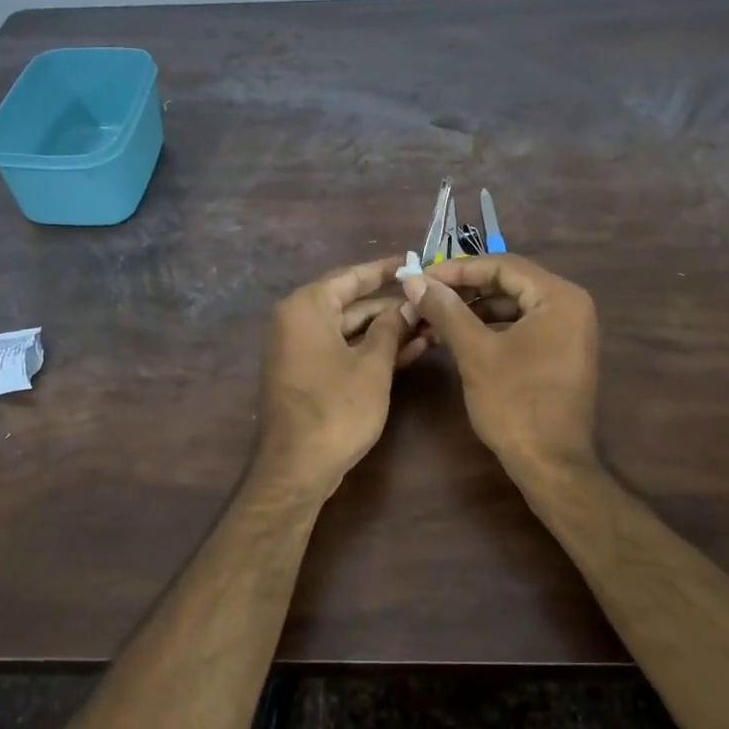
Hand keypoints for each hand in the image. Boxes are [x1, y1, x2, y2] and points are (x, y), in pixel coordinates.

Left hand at [257, 256, 417, 494]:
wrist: (298, 468)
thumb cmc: (337, 410)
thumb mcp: (373, 366)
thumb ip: (391, 329)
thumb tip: (407, 305)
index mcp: (306, 308)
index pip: (351, 276)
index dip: (385, 270)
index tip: (414, 260)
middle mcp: (296, 321)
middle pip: (350, 304)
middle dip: (391, 306)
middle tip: (431, 301)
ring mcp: (299, 350)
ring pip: (349, 331)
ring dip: (386, 331)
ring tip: (430, 326)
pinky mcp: (306, 375)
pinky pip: (342, 352)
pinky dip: (370, 351)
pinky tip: (409, 351)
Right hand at [400, 254, 598, 478]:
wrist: (551, 464)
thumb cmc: (514, 404)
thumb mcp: (475, 353)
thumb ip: (445, 310)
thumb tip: (413, 279)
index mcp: (559, 298)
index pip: (502, 265)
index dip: (457, 269)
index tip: (420, 277)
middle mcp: (570, 306)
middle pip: (508, 283)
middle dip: (464, 289)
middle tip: (424, 295)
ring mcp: (568, 331)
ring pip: (512, 306)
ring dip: (473, 310)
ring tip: (434, 317)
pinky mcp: (559, 353)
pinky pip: (521, 327)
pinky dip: (490, 328)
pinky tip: (458, 337)